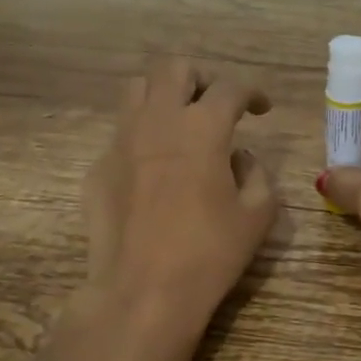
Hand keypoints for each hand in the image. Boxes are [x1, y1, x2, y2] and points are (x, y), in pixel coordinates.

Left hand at [27, 58, 278, 360]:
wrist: (141, 293)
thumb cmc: (209, 255)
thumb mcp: (257, 216)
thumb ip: (257, 174)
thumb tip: (239, 157)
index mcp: (203, 129)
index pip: (230, 88)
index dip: (252, 91)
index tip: (261, 108)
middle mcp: (158, 121)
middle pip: (174, 68)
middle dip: (202, 78)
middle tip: (217, 104)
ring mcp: (121, 141)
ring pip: (137, 89)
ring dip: (164, 94)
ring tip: (181, 122)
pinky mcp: (99, 167)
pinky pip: (122, 131)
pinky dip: (143, 133)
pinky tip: (156, 166)